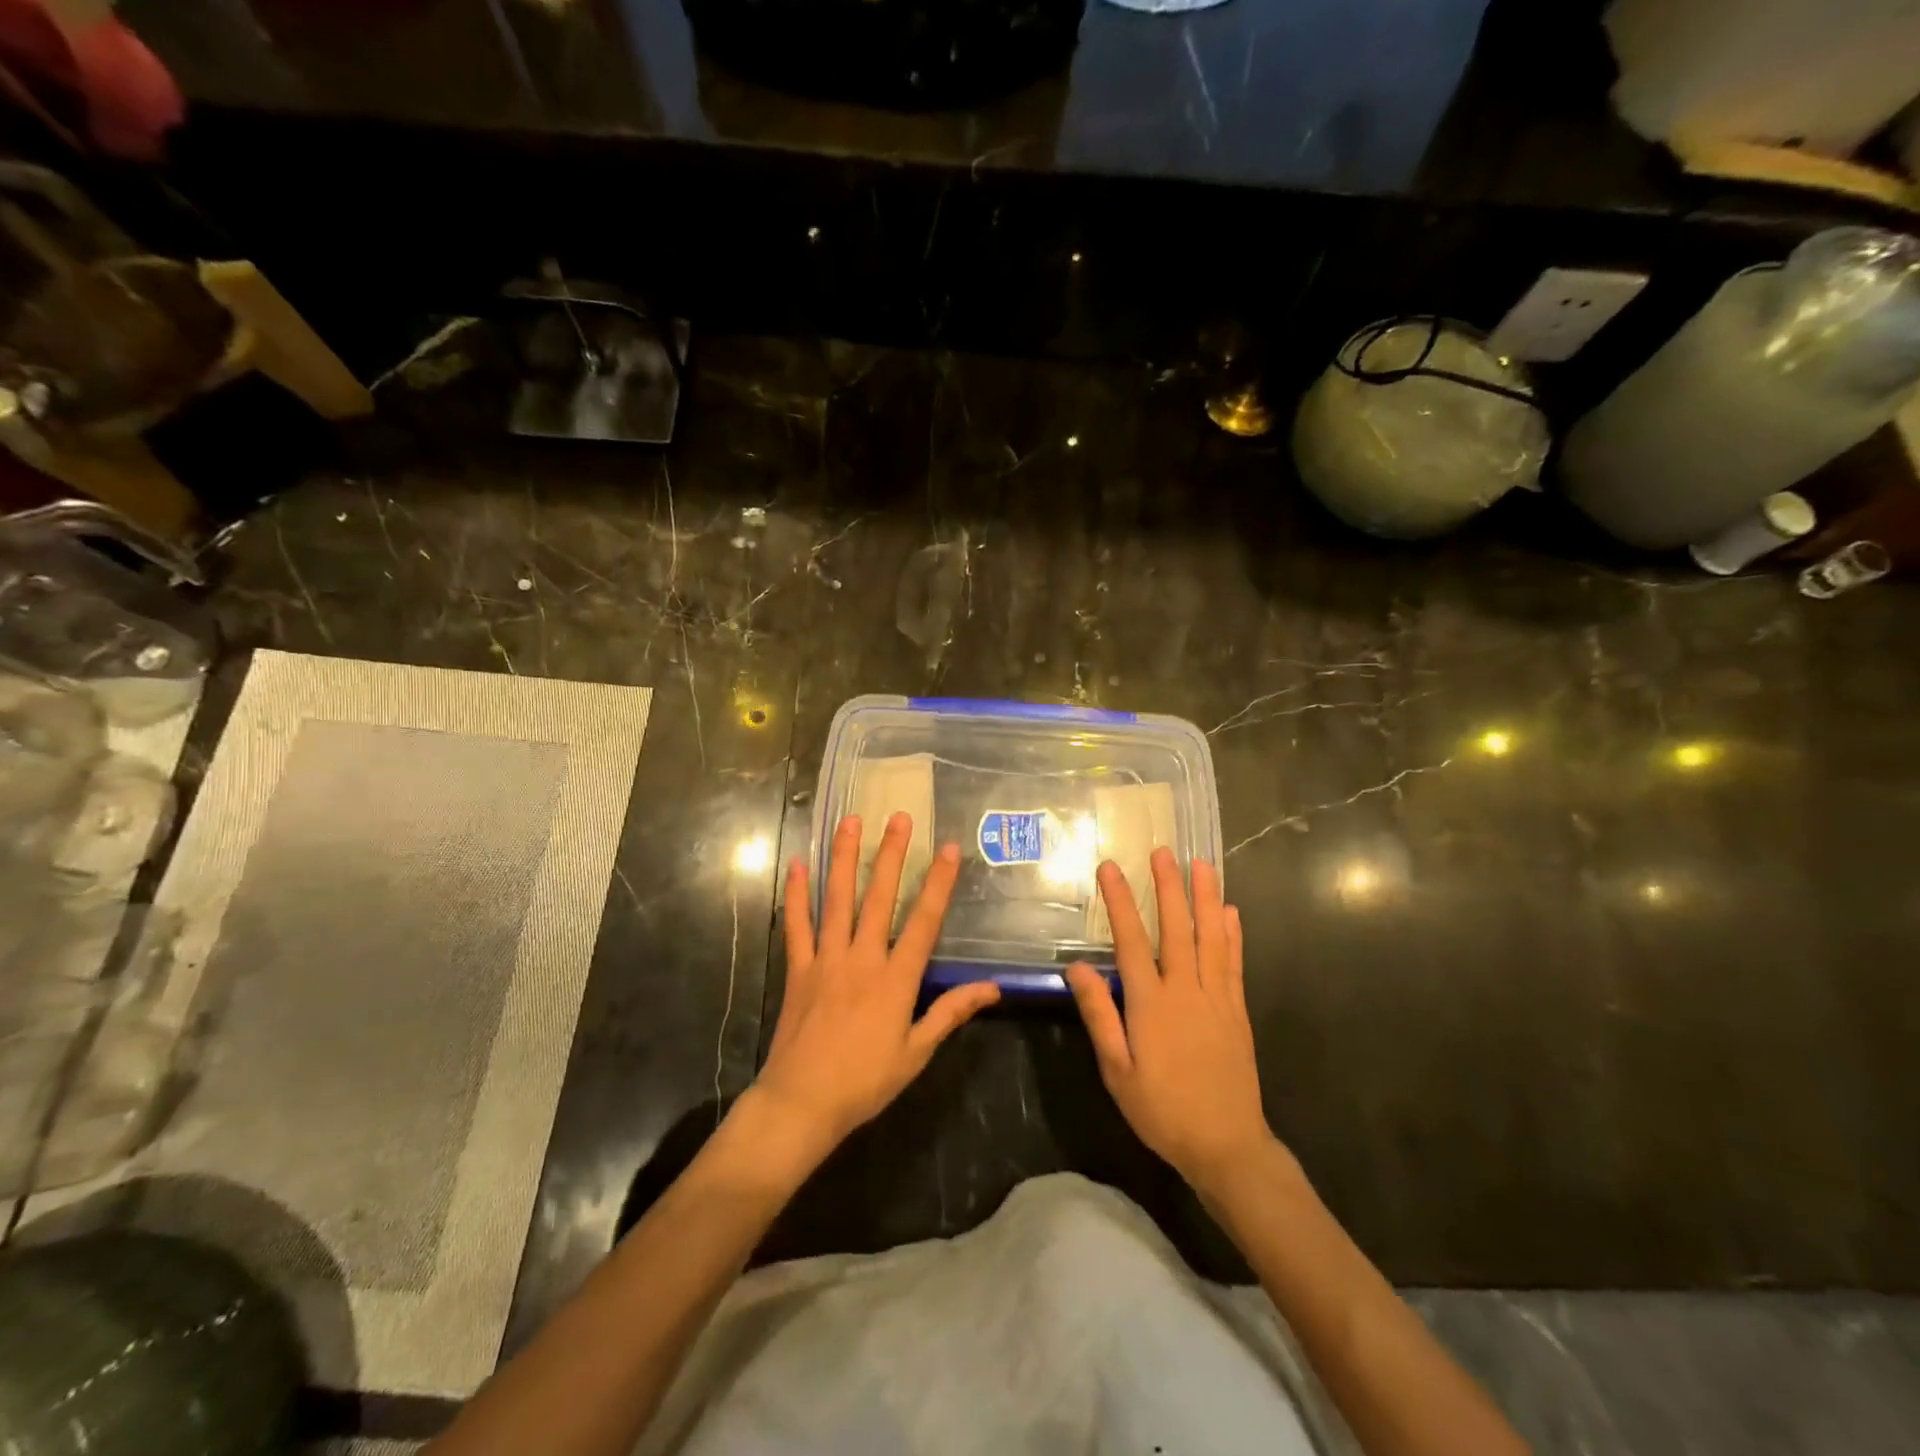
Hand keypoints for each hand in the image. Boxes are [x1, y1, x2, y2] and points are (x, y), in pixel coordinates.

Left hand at [753, 812, 1000, 1152]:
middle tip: (898, 817)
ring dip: (844, 858)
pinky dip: (796, 894)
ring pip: (837, 900)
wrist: (801, 1103)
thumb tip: (993, 988)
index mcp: (895, 979)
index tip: (948, 848)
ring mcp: (826, 959)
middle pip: (879, 897)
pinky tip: (797, 864)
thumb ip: (951, 1012)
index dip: (938, 883)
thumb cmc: (865, 1082)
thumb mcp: (917, 1052)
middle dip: (891, 854)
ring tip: (850, 822)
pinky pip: (797, 924)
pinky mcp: (798, 968)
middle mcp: (862, 958)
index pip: (924, 921)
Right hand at [1065, 849, 1273, 1196]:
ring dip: (1205, 898)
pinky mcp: (1236, 1011)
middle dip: (1168, 887)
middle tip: (1162, 851)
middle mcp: (1185, 990)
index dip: (1120, 901)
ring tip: (1201, 864)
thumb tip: (1078, 967)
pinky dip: (1232, 934)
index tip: (1110, 868)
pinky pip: (1234, 963)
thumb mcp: (1117, 1071)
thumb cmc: (1162, 1110)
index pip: (1132, 940)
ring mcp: (1216, 998)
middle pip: (1176, 928)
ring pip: (1211, 937)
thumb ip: (1100, 1016)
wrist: (1226, 1145)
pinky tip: (1231, 912)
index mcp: (1151, 1003)